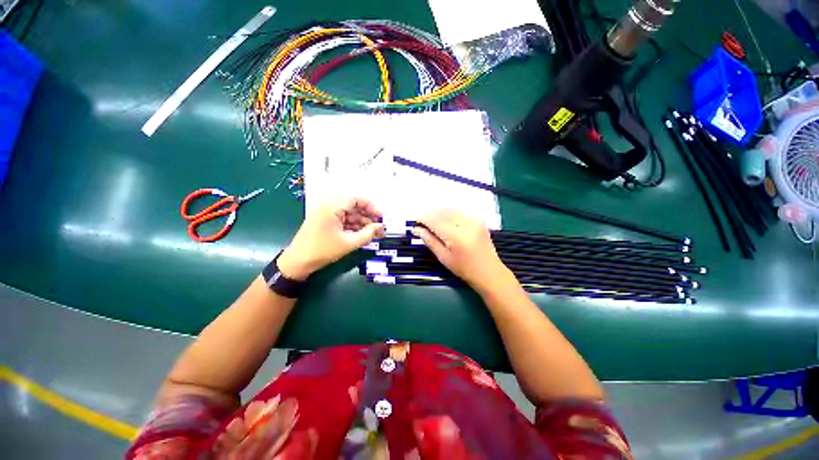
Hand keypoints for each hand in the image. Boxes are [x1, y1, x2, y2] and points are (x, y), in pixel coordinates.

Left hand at [278, 197, 384, 279]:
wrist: (298, 262)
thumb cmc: (323, 250)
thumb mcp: (349, 243)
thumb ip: (367, 234)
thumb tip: (381, 228)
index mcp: (332, 207)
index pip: (356, 199)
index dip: (371, 207)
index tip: (381, 217)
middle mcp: (328, 206)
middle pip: (353, 207)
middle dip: (368, 217)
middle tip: (379, 227)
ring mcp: (326, 214)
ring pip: (349, 214)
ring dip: (362, 223)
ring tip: (374, 233)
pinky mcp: (325, 222)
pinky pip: (343, 220)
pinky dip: (353, 226)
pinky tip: (363, 234)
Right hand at [410, 210, 511, 293]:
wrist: (489, 271)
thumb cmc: (464, 268)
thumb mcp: (443, 257)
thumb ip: (429, 240)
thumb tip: (416, 230)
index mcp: (456, 235)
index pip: (434, 220)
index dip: (422, 219)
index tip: (415, 223)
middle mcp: (465, 223)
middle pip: (442, 211)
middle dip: (430, 214)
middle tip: (422, 223)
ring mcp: (474, 220)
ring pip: (451, 209)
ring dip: (439, 212)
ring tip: (432, 221)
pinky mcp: (478, 219)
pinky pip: (459, 211)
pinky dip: (449, 213)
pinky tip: (445, 220)